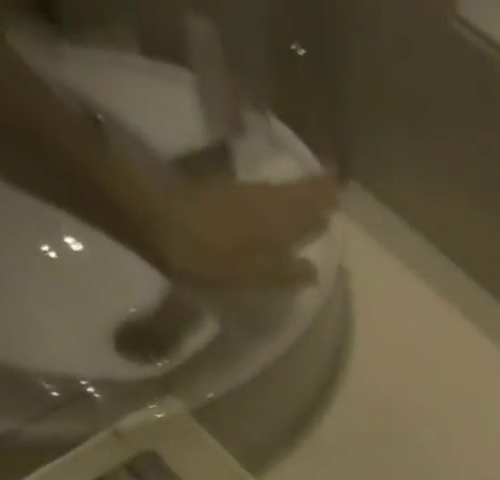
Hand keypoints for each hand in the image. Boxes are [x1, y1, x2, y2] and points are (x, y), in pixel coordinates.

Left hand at [136, 173, 337, 288]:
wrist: (160, 220)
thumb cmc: (209, 255)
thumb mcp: (251, 274)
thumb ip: (283, 272)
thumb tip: (312, 271)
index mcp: (278, 224)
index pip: (308, 211)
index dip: (322, 204)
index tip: (339, 196)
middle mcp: (266, 203)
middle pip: (295, 195)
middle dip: (314, 191)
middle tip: (332, 185)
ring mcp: (244, 194)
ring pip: (280, 191)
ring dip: (297, 190)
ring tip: (312, 190)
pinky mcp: (224, 192)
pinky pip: (262, 191)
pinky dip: (276, 193)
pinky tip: (276, 198)